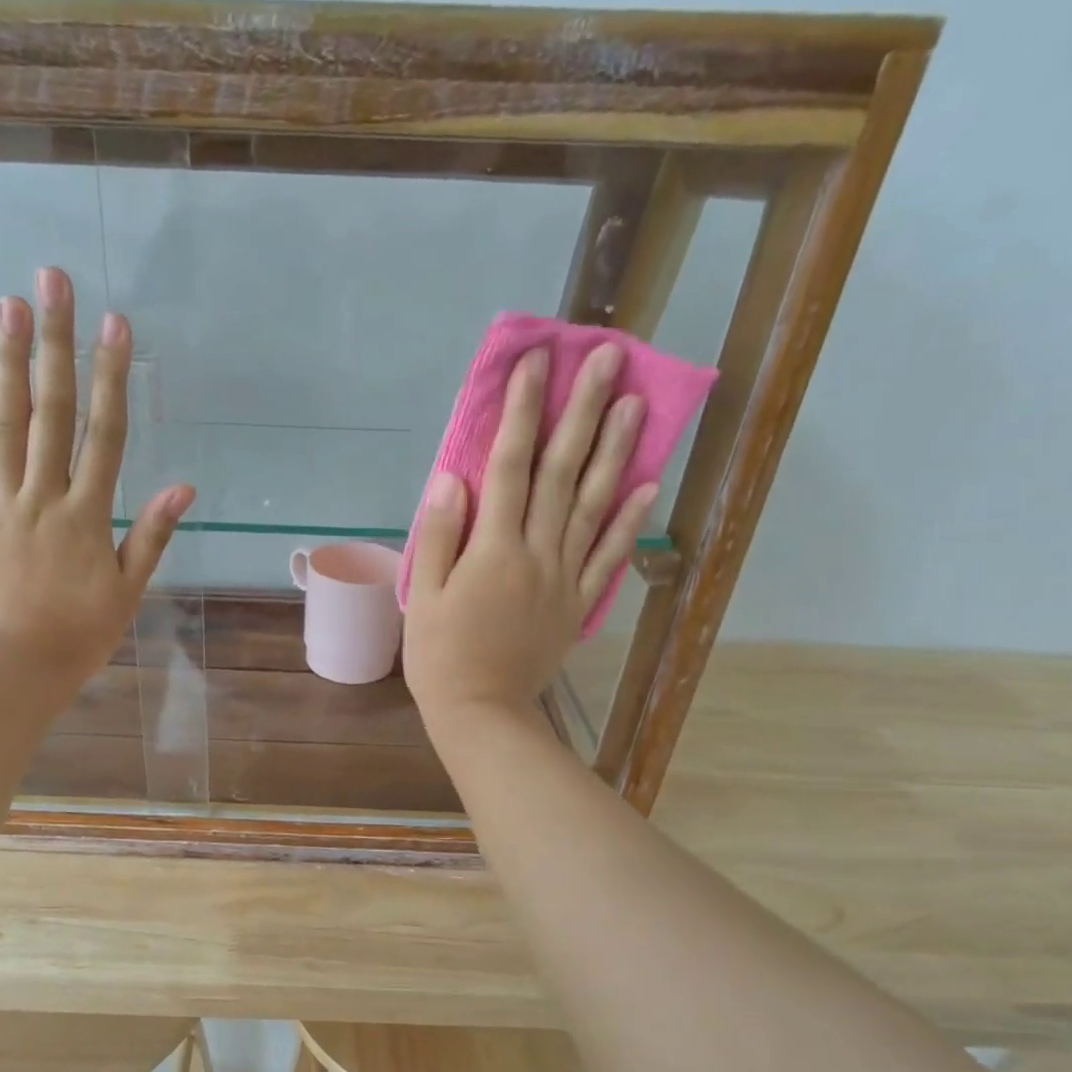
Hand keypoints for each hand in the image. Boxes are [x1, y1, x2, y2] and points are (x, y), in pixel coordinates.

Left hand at [0, 266, 193, 688]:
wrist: (15, 667)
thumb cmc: (79, 634)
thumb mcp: (128, 590)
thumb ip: (151, 535)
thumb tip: (183, 487)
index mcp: (88, 514)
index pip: (105, 433)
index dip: (112, 376)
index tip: (116, 325)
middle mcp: (44, 496)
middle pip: (53, 411)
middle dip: (56, 344)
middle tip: (53, 282)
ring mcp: (0, 503)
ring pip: (6, 424)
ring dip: (9, 362)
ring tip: (8, 305)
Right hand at [403, 342, 657, 736]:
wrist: (481, 713)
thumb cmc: (440, 656)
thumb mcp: (423, 596)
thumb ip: (439, 536)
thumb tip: (454, 478)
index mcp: (493, 550)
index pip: (510, 466)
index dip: (522, 412)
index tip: (536, 362)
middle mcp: (537, 554)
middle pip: (562, 474)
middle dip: (582, 413)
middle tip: (608, 358)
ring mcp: (564, 578)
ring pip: (593, 505)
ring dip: (615, 452)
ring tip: (635, 402)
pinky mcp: (578, 604)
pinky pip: (609, 557)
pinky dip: (629, 521)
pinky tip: (647, 485)